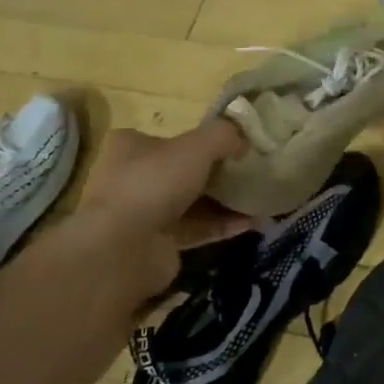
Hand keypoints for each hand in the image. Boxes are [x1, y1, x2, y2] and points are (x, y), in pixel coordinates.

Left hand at [71, 120, 251, 297]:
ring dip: (225, 202)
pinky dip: (223, 225)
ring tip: (260, 200)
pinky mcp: (158, 243)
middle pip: (184, 171)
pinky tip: (252, 223)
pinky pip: (197, 229)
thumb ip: (224, 135)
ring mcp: (143, 213)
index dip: (203, 141)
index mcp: (131, 147)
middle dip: (219, 174)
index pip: (170, 138)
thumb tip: (245, 139)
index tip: (234, 147)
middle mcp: (132, 178)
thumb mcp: (196, 146)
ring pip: (193, 202)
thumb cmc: (154, 183)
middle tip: (252, 173)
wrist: (123, 249)